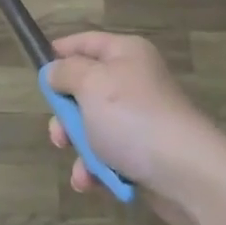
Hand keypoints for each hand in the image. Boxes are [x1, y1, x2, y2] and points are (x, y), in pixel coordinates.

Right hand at [44, 32, 225, 224]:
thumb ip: (66, 73)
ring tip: (80, 165)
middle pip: (86, 88)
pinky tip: (91, 182)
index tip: (38, 68)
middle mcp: (135, 81)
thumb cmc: (133, 118)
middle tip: (59, 134)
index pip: (87, 42)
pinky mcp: (144, 152)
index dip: (61, 51)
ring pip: (93, 126)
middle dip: (66, 114)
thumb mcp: (91, 84)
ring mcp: (140, 118)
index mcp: (126, 54)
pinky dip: (96, 168)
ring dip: (79, 147)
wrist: (187, 174)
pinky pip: (108, 154)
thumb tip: (54, 71)